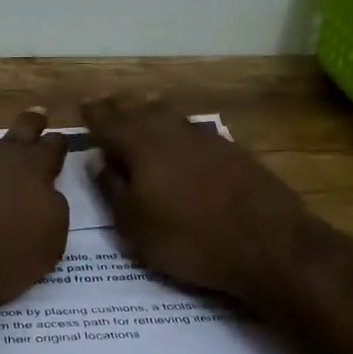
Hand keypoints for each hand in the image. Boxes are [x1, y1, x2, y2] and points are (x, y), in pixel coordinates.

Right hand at [82, 93, 306, 303]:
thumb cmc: (190, 239)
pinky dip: (177, 131)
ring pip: (169, 115)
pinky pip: (193, 130)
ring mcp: (206, 138)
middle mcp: (171, 131)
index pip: (108, 120)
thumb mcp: (135, 226)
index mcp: (141, 145)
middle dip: (120, 109)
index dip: (93, 114)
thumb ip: (112, 189)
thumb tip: (100, 162)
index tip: (82, 108)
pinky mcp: (232, 150)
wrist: (270, 245)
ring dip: (150, 114)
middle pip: (140, 109)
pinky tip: (179, 144)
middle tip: (107, 111)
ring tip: (139, 120)